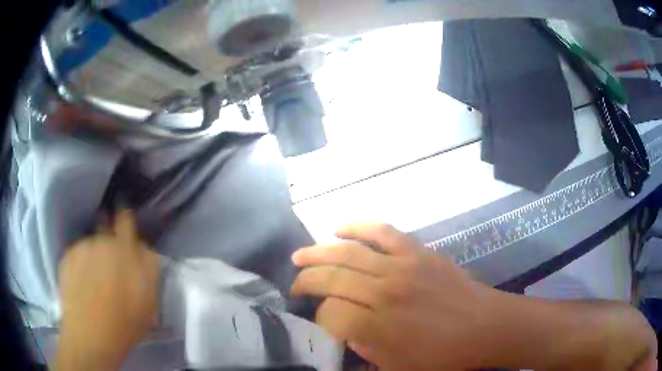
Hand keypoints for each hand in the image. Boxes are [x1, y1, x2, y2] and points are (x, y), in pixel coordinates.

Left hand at [57, 210, 160, 369]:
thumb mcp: (149, 301)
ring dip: (94, 253)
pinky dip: (81, 262)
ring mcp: (83, 246)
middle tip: (109, 260)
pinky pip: (78, 252)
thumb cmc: (126, 323)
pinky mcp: (68, 254)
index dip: (125, 217)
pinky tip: (81, 282)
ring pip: (91, 242)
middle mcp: (104, 241)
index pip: (126, 219)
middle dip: (109, 238)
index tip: (124, 222)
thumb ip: (149, 269)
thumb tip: (143, 248)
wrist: (91, 334)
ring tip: (93, 278)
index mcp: (126, 251)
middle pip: (106, 227)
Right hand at [290, 223, 493, 369]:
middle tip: (294, 286)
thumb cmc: (443, 357)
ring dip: (318, 253)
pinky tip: (337, 227)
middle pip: (330, 279)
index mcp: (378, 328)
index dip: (318, 318)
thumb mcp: (398, 369)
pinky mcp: (417, 252)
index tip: (320, 321)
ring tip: (299, 256)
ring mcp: (402, 267)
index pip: (329, 315)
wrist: (485, 327)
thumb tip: (344, 333)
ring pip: (347, 253)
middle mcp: (384, 293)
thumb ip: (364, 353)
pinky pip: (381, 231)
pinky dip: (357, 225)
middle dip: (305, 281)